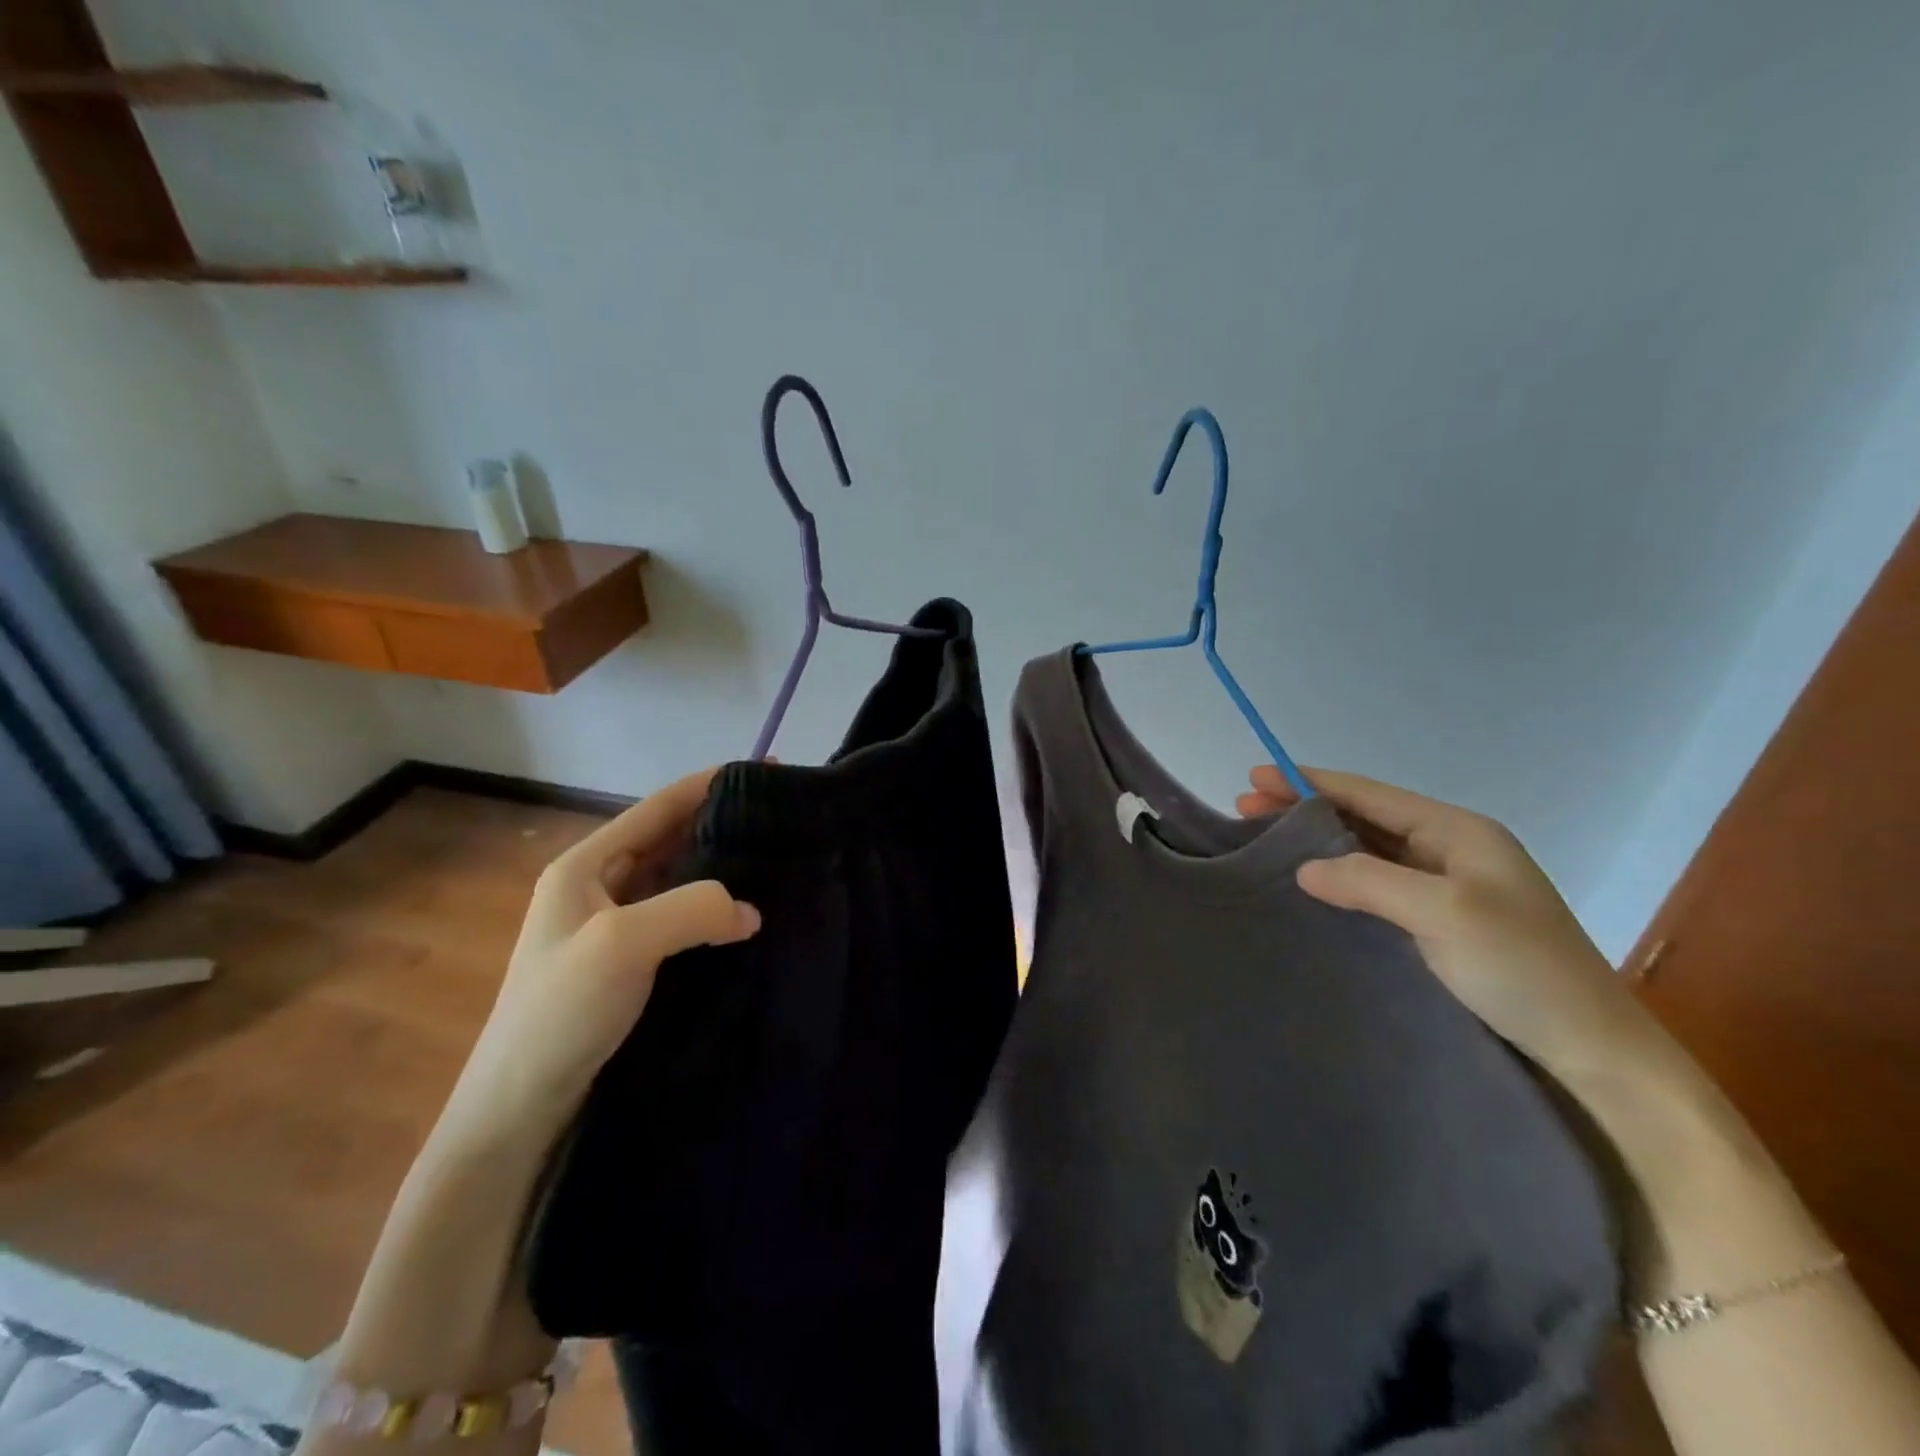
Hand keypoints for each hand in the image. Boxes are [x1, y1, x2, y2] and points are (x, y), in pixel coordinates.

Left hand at [440, 767, 761, 1141]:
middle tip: (782, 820)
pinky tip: (749, 915)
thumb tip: (751, 910)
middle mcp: (599, 886)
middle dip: (723, 823)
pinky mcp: (632, 961)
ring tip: (777, 861)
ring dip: (723, 867)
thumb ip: (691, 908)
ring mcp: (615, 926)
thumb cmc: (559, 1012)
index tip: (766, 770)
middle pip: (671, 838)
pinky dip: (716, 908)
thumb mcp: (622, 944)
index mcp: (585, 865)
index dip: (711, 783)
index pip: (658, 807)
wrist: (519, 1108)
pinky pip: (682, 917)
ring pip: (680, 878)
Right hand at [1238, 764, 1658, 1082]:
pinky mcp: (1439, 924)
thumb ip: (1368, 880)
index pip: (1368, 794)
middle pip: (1363, 817)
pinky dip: (1338, 876)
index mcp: (1458, 832)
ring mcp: (1447, 888)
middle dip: (1304, 809)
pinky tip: (1310, 884)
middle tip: (1245, 807)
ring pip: (1367, 850)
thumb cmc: (1524, 969)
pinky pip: (1376, 884)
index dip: (1309, 783)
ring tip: (1265, 839)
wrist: (1593, 1052)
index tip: (1255, 776)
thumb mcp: (1444, 914)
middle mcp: (1451, 850)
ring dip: (1317, 841)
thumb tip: (1304, 867)